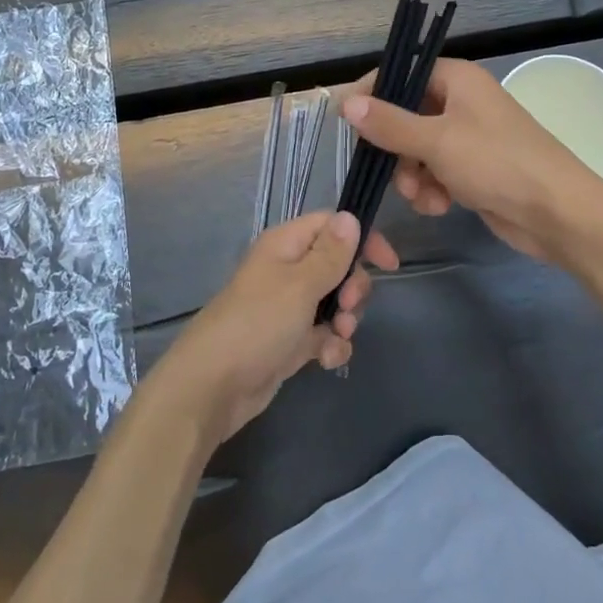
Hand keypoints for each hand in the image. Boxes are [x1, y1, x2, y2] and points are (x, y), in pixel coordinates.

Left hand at [155, 211, 399, 442]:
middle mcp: (287, 270)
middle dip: (353, 286)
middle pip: (338, 265)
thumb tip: (350, 216)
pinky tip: (325, 360)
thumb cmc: (258, 324)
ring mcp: (288, 307)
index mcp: (286, 245)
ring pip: (334, 301)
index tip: (388, 264)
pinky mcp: (289, 340)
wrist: (214, 386)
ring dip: (345, 319)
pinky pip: (323, 333)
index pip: (331, 225)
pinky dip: (330, 344)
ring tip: (337, 337)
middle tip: (348, 306)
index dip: (361, 239)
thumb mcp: (300, 285)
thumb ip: (330, 254)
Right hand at [341, 58, 602, 261]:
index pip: (401, 73)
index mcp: (456, 79)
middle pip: (405, 115)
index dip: (373, 94)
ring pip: (416, 149)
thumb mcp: (436, 141)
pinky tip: (441, 206)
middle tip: (393, 171)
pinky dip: (432, 189)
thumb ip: (388, 123)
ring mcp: (468, 136)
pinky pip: (435, 171)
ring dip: (412, 175)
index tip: (348, 121)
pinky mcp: (473, 168)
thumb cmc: (497, 163)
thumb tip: (345, 101)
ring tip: (424, 196)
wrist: (558, 213)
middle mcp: (460, 101)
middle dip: (396, 148)